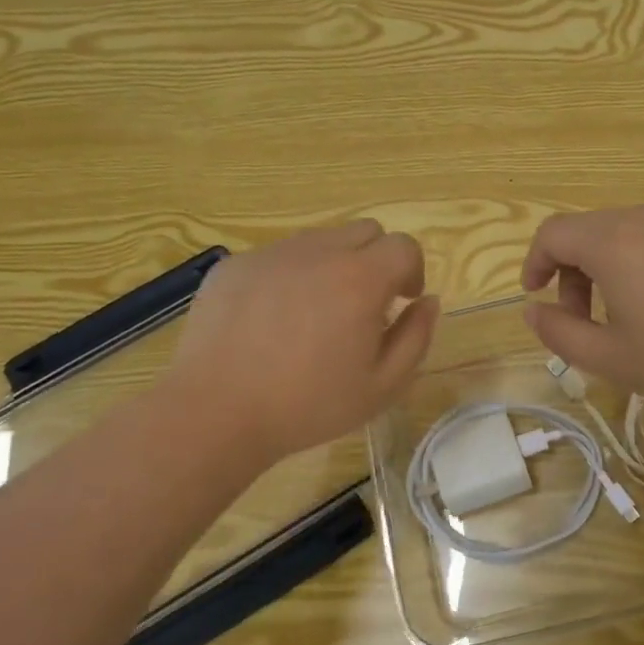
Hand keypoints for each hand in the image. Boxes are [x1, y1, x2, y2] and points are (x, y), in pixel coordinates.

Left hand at [164, 221, 438, 461]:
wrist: (216, 413)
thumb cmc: (308, 406)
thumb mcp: (383, 386)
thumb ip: (416, 337)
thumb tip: (427, 301)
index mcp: (360, 280)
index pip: (403, 246)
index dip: (411, 270)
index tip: (401, 301)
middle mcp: (318, 253)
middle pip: (365, 231)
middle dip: (376, 260)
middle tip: (363, 304)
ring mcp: (272, 255)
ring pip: (320, 240)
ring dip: (333, 265)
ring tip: (315, 313)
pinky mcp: (235, 265)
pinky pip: (278, 256)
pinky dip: (290, 276)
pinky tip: (273, 320)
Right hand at [520, 206, 643, 410]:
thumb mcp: (609, 358)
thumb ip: (558, 332)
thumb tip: (533, 310)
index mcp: (611, 242)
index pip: (552, 233)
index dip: (534, 262)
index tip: (537, 295)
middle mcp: (641, 217)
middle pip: (585, 231)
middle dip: (571, 272)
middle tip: (583, 319)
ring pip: (620, 231)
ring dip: (604, 265)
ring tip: (624, 312)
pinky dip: (638, 259)